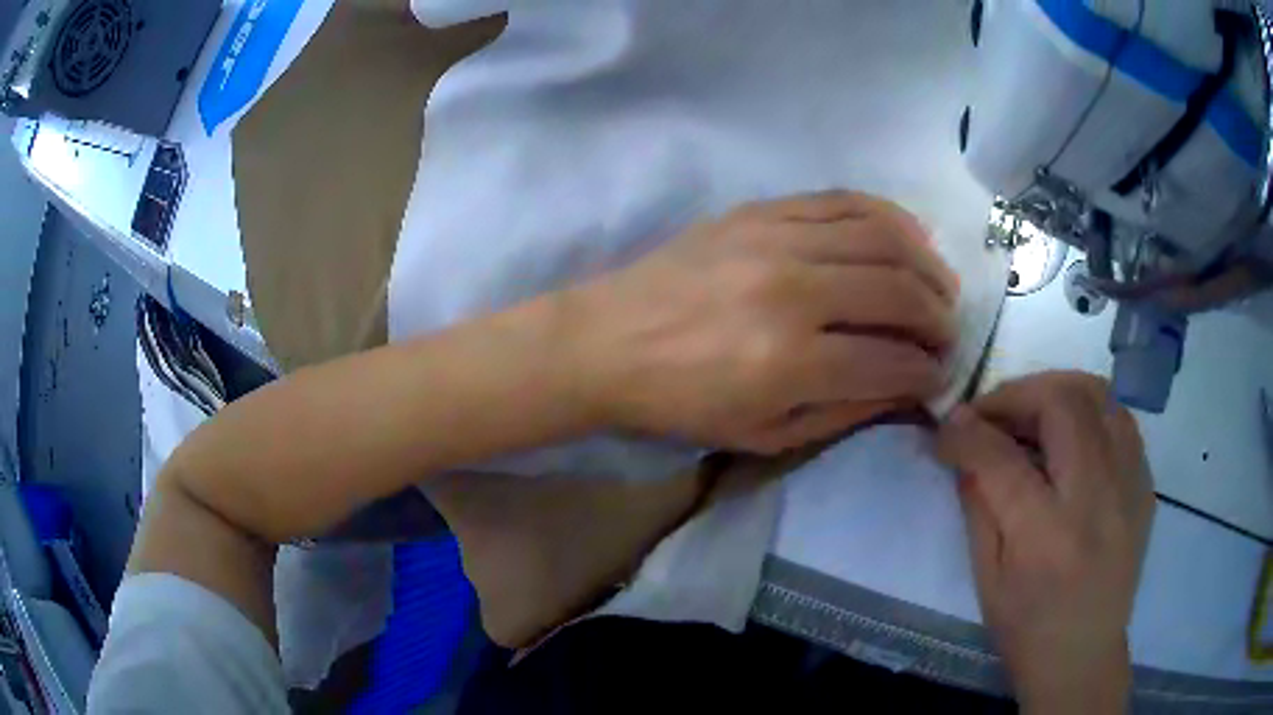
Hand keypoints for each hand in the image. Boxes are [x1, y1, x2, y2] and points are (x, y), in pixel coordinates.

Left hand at [567, 190, 959, 453]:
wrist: (607, 340)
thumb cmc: (681, 402)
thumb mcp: (763, 434)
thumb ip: (843, 411)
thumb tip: (906, 388)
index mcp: (790, 361)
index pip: (893, 362)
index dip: (929, 373)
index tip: (939, 377)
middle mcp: (794, 291)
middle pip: (901, 293)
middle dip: (940, 319)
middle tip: (946, 335)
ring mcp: (777, 239)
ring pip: (885, 238)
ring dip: (927, 266)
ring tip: (939, 288)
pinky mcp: (762, 210)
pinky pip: (845, 200)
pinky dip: (889, 217)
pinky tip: (908, 238)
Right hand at [936, 372, 1154, 713]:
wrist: (1083, 655)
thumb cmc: (1026, 628)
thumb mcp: (986, 577)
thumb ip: (978, 502)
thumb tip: (964, 442)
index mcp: (1047, 536)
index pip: (1001, 457)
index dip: (966, 430)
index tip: (946, 426)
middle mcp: (1096, 499)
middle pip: (1061, 404)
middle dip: (1015, 394)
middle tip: (990, 412)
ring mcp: (1130, 485)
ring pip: (1098, 395)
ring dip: (1055, 390)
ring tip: (1030, 412)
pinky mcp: (1145, 483)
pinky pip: (1119, 418)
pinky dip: (1088, 410)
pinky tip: (1070, 435)